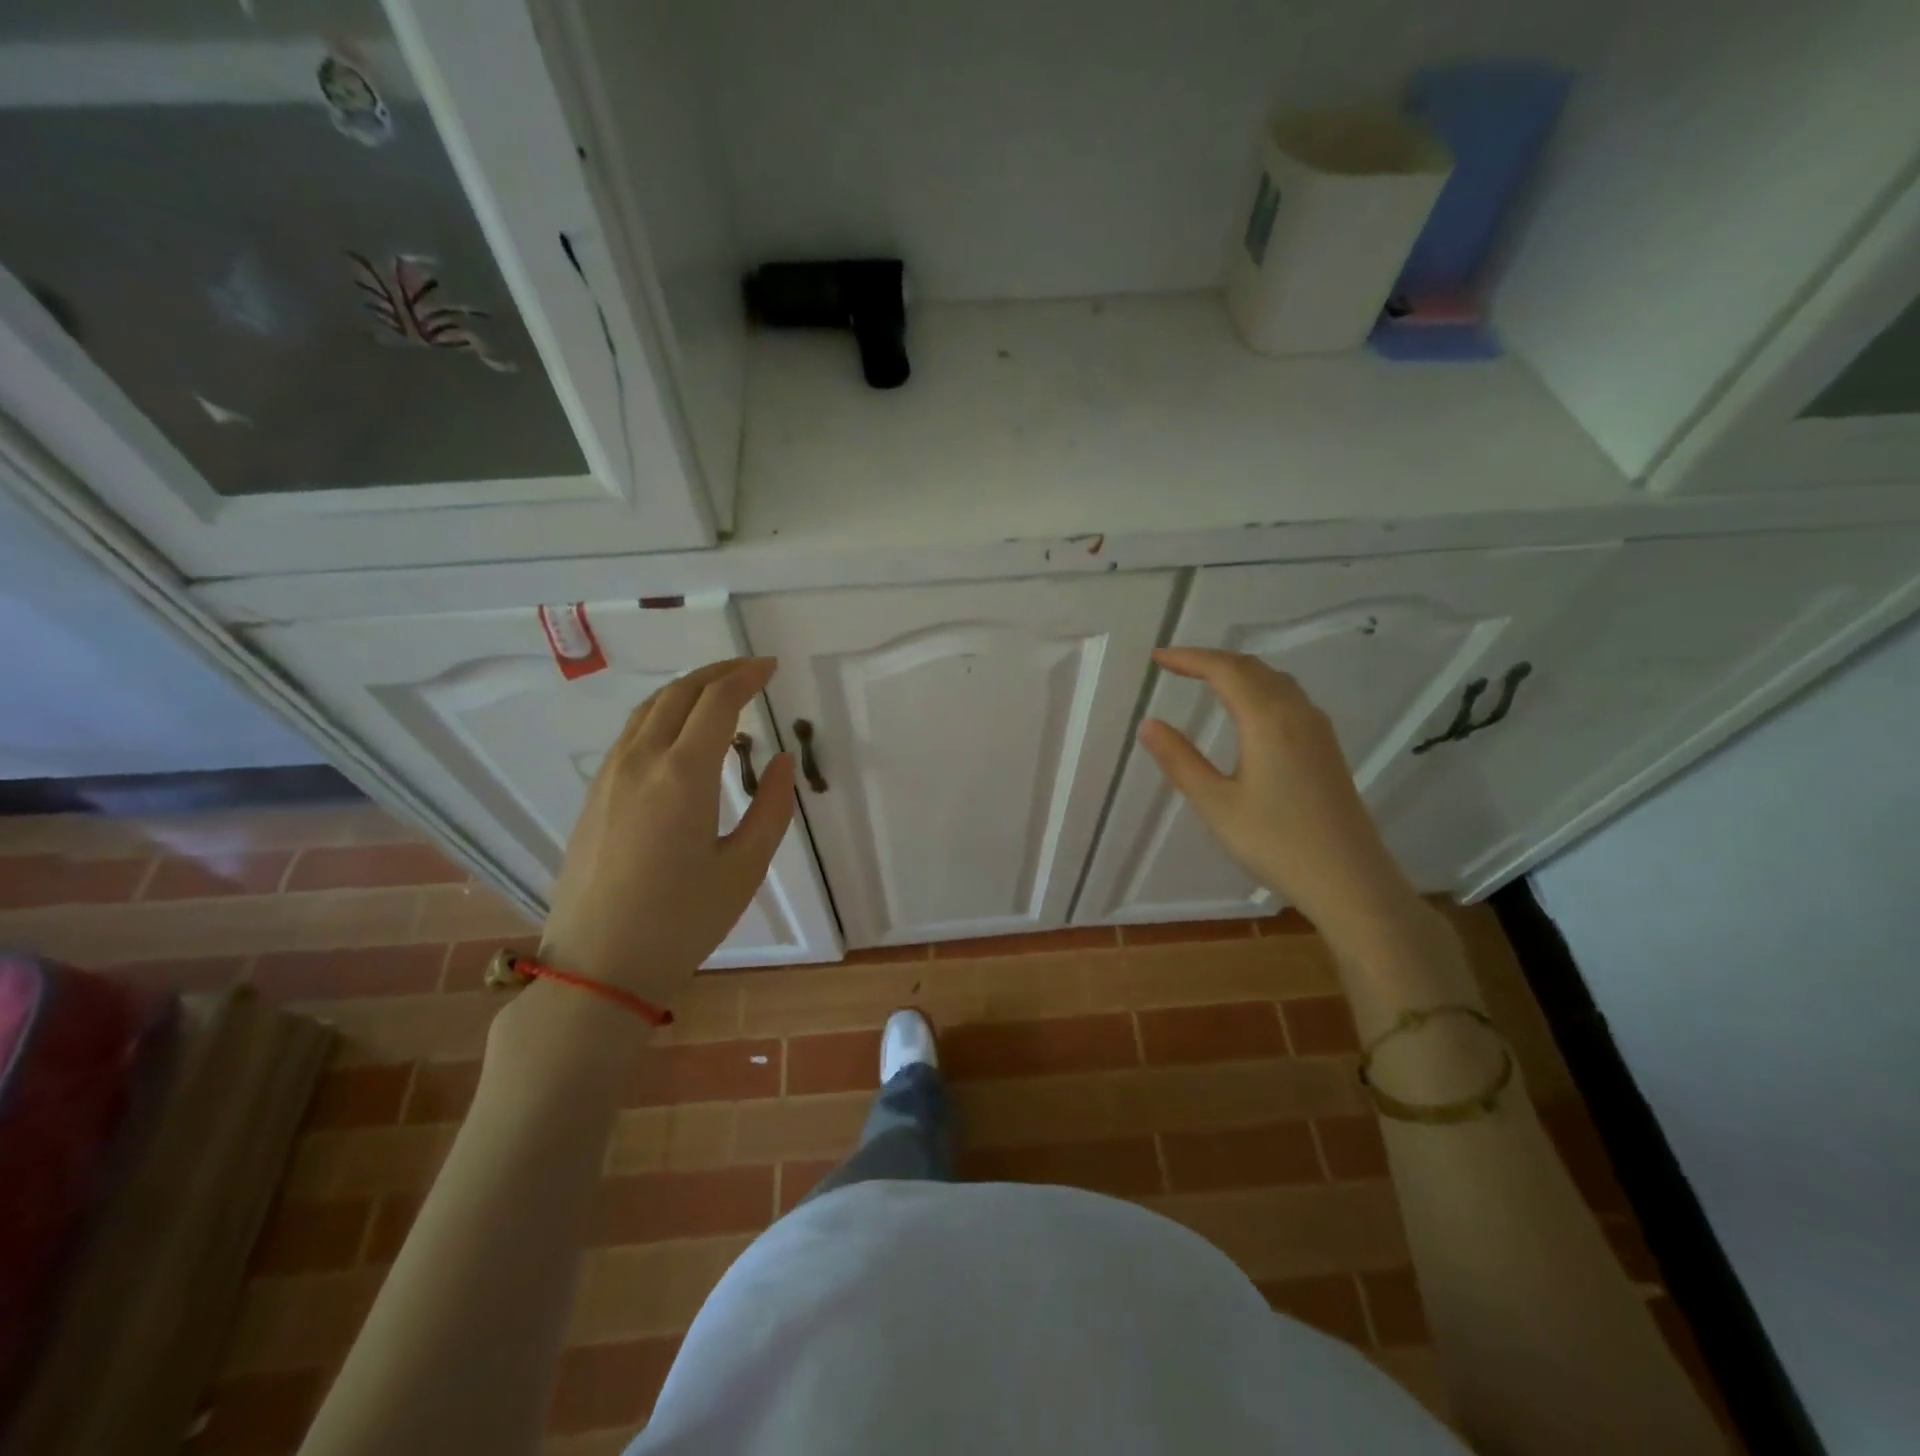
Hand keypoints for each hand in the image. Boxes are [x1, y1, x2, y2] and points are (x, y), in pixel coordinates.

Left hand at [541, 657, 795, 1002]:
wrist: (598, 966)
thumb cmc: (682, 921)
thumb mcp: (745, 868)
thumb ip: (771, 807)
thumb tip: (781, 760)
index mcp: (683, 775)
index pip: (718, 701)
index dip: (747, 676)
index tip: (771, 667)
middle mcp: (641, 761)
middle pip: (679, 692)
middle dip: (718, 671)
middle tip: (751, 669)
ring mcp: (610, 776)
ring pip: (648, 708)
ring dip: (687, 689)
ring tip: (719, 693)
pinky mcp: (595, 795)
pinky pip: (631, 733)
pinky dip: (662, 714)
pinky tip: (680, 734)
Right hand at [1138, 648, 1417, 946]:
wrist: (1349, 880)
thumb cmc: (1276, 842)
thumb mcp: (1216, 804)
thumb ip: (1180, 760)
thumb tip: (1149, 724)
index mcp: (1268, 720)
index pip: (1225, 670)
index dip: (1189, 658)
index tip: (1157, 658)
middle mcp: (1297, 713)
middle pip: (1252, 668)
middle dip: (1211, 660)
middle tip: (1175, 664)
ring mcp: (1317, 730)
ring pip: (1274, 681)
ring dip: (1238, 672)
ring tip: (1205, 679)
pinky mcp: (1326, 748)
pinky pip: (1289, 698)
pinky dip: (1258, 688)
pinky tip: (1248, 710)